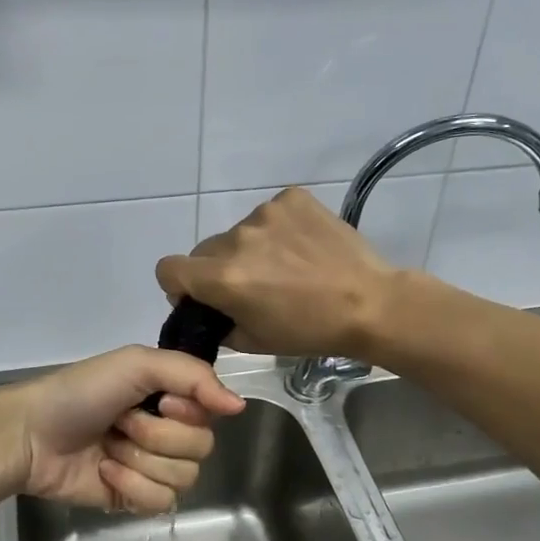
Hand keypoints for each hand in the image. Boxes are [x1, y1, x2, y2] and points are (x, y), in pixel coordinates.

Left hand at [0, 347, 245, 513]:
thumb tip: (240, 406)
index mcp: (171, 396)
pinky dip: (132, 487)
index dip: (187, 412)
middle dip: (156, 436)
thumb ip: (193, 374)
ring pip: (184, 478)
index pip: (212, 413)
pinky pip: (163, 502)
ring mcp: (153, 467)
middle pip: (202, 449)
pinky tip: (105, 473)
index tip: (160, 401)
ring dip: (140, 461)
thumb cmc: (80, 392)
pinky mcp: (136, 499)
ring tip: (109, 448)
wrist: (29, 435)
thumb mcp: (136, 363)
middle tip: (121, 423)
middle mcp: (168, 430)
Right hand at [155, 187, 399, 358]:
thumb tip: (208, 309)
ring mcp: (265, 213)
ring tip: (288, 267)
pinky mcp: (291, 199)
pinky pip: (269, 215)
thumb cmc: (311, 331)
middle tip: (254, 286)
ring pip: (239, 233)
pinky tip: (303, 248)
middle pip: (206, 250)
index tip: (201, 295)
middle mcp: (237, 239)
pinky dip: (279, 230)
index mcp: (223, 277)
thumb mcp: (255, 341)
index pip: (169, 269)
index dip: (179, 284)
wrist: (370, 303)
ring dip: (252, 249)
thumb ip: (219, 323)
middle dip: (219, 268)